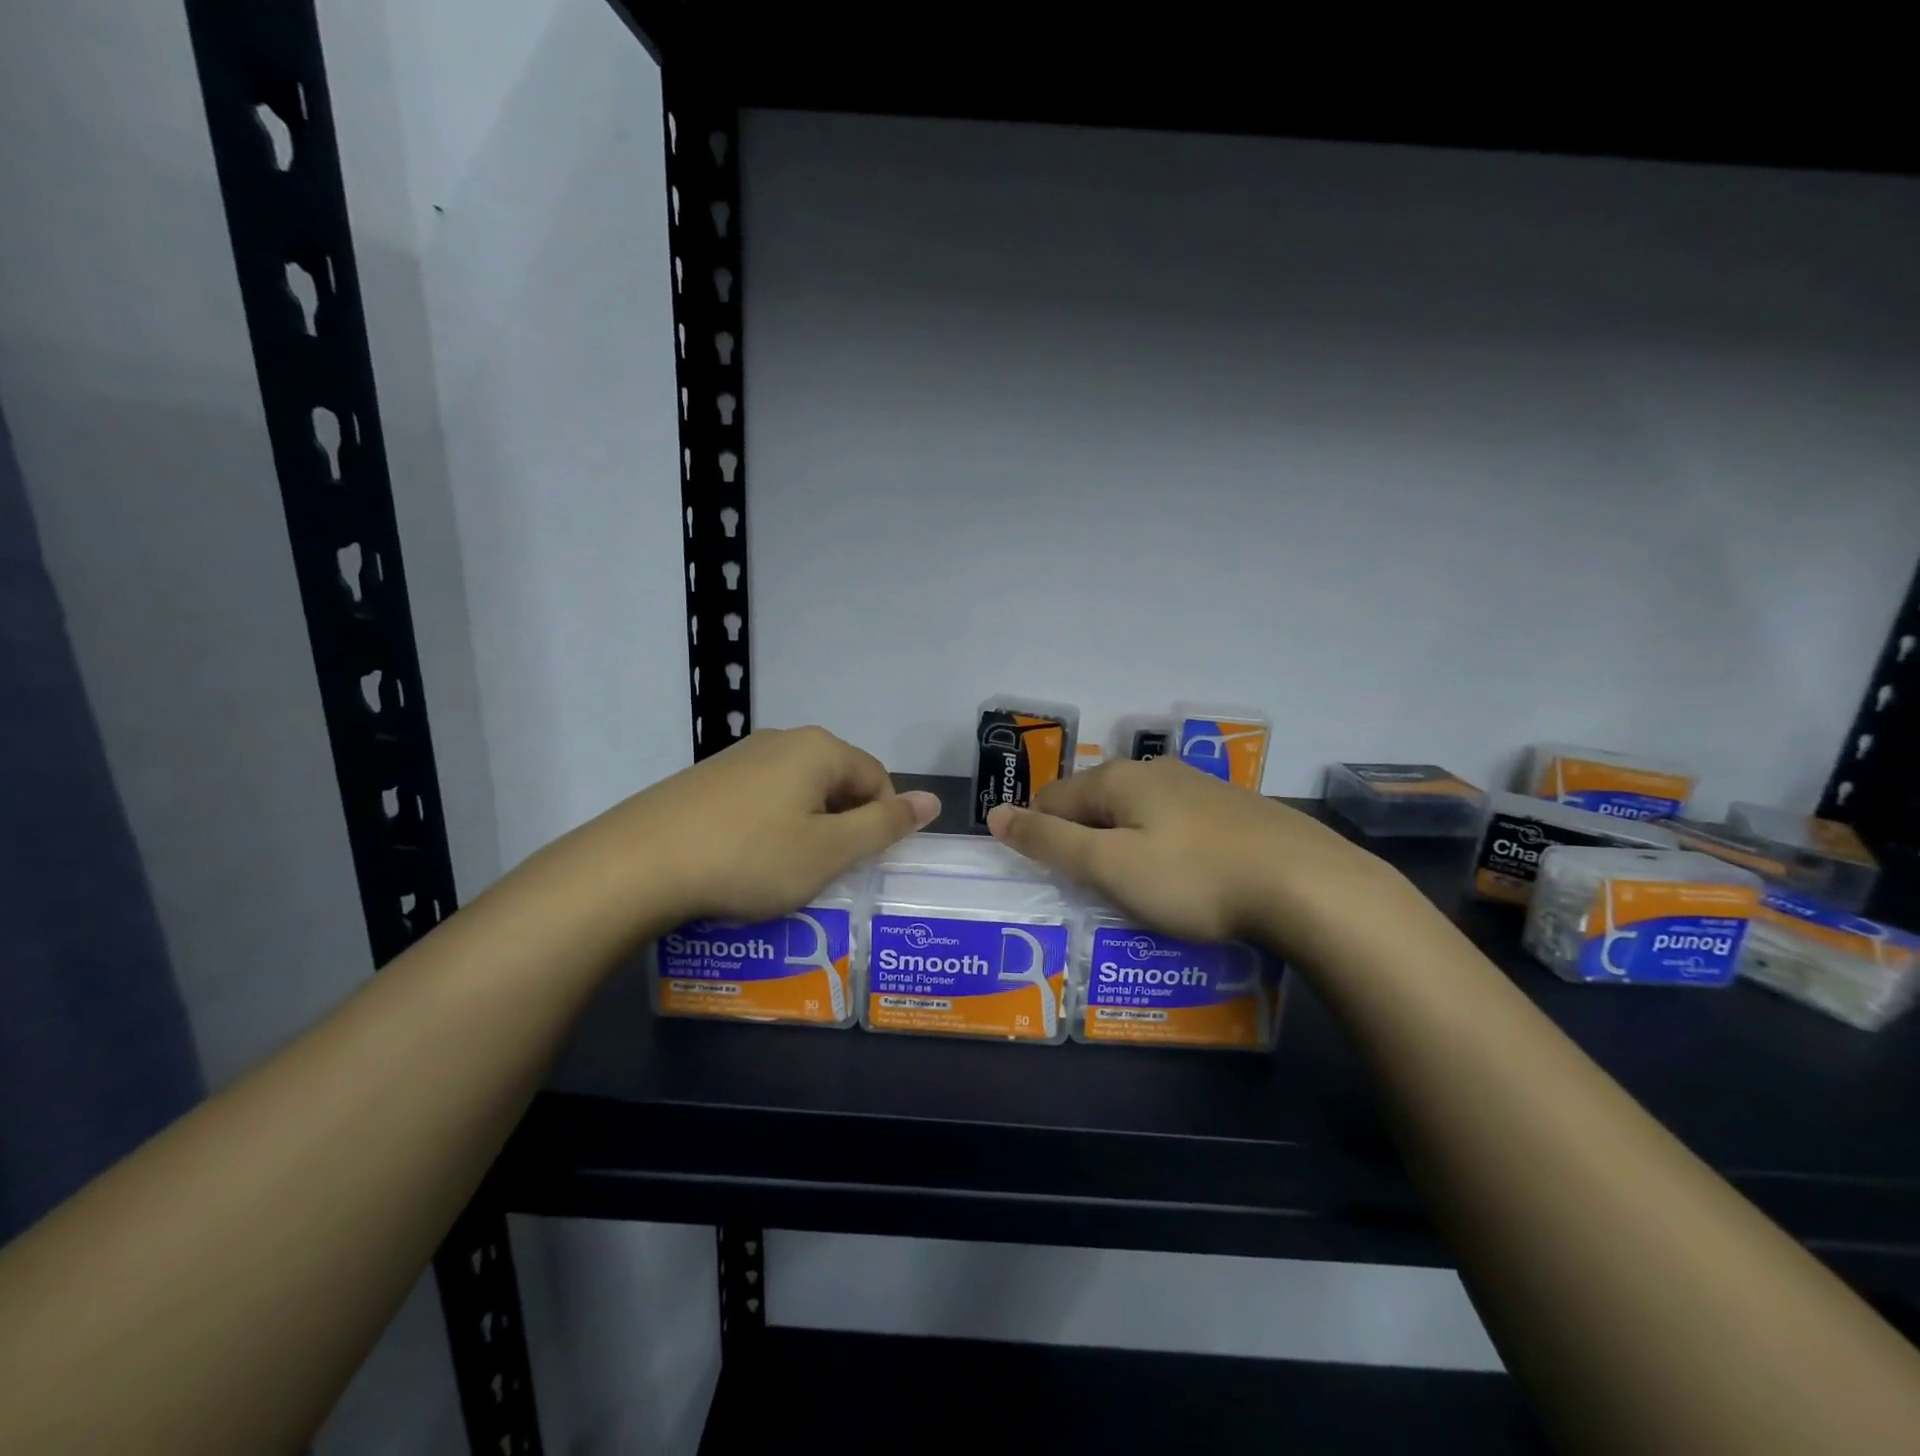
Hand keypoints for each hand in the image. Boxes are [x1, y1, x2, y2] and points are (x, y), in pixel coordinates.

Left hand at [563, 727, 938, 928]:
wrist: (636, 865)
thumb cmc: (750, 858)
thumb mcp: (829, 851)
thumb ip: (885, 825)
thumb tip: (933, 801)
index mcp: (818, 748)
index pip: (877, 779)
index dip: (881, 824)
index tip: (861, 866)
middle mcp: (781, 740)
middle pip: (837, 783)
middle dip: (842, 827)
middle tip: (825, 874)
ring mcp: (739, 757)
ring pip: (798, 794)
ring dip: (806, 831)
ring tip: (785, 874)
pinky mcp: (707, 780)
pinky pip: (760, 801)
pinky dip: (768, 830)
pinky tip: (746, 863)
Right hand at [986, 757, 1409, 948]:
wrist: (1308, 886)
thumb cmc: (1194, 878)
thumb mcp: (1109, 866)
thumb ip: (1048, 841)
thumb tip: (995, 815)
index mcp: (1117, 779)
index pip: (1051, 799)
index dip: (1039, 836)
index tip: (1049, 879)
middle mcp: (1154, 771)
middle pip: (1094, 804)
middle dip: (1082, 842)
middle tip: (1090, 892)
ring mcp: (1197, 786)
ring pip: (1136, 814)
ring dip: (1122, 847)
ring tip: (1133, 892)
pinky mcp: (1232, 810)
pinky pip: (1173, 825)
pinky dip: (1161, 849)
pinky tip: (1182, 879)